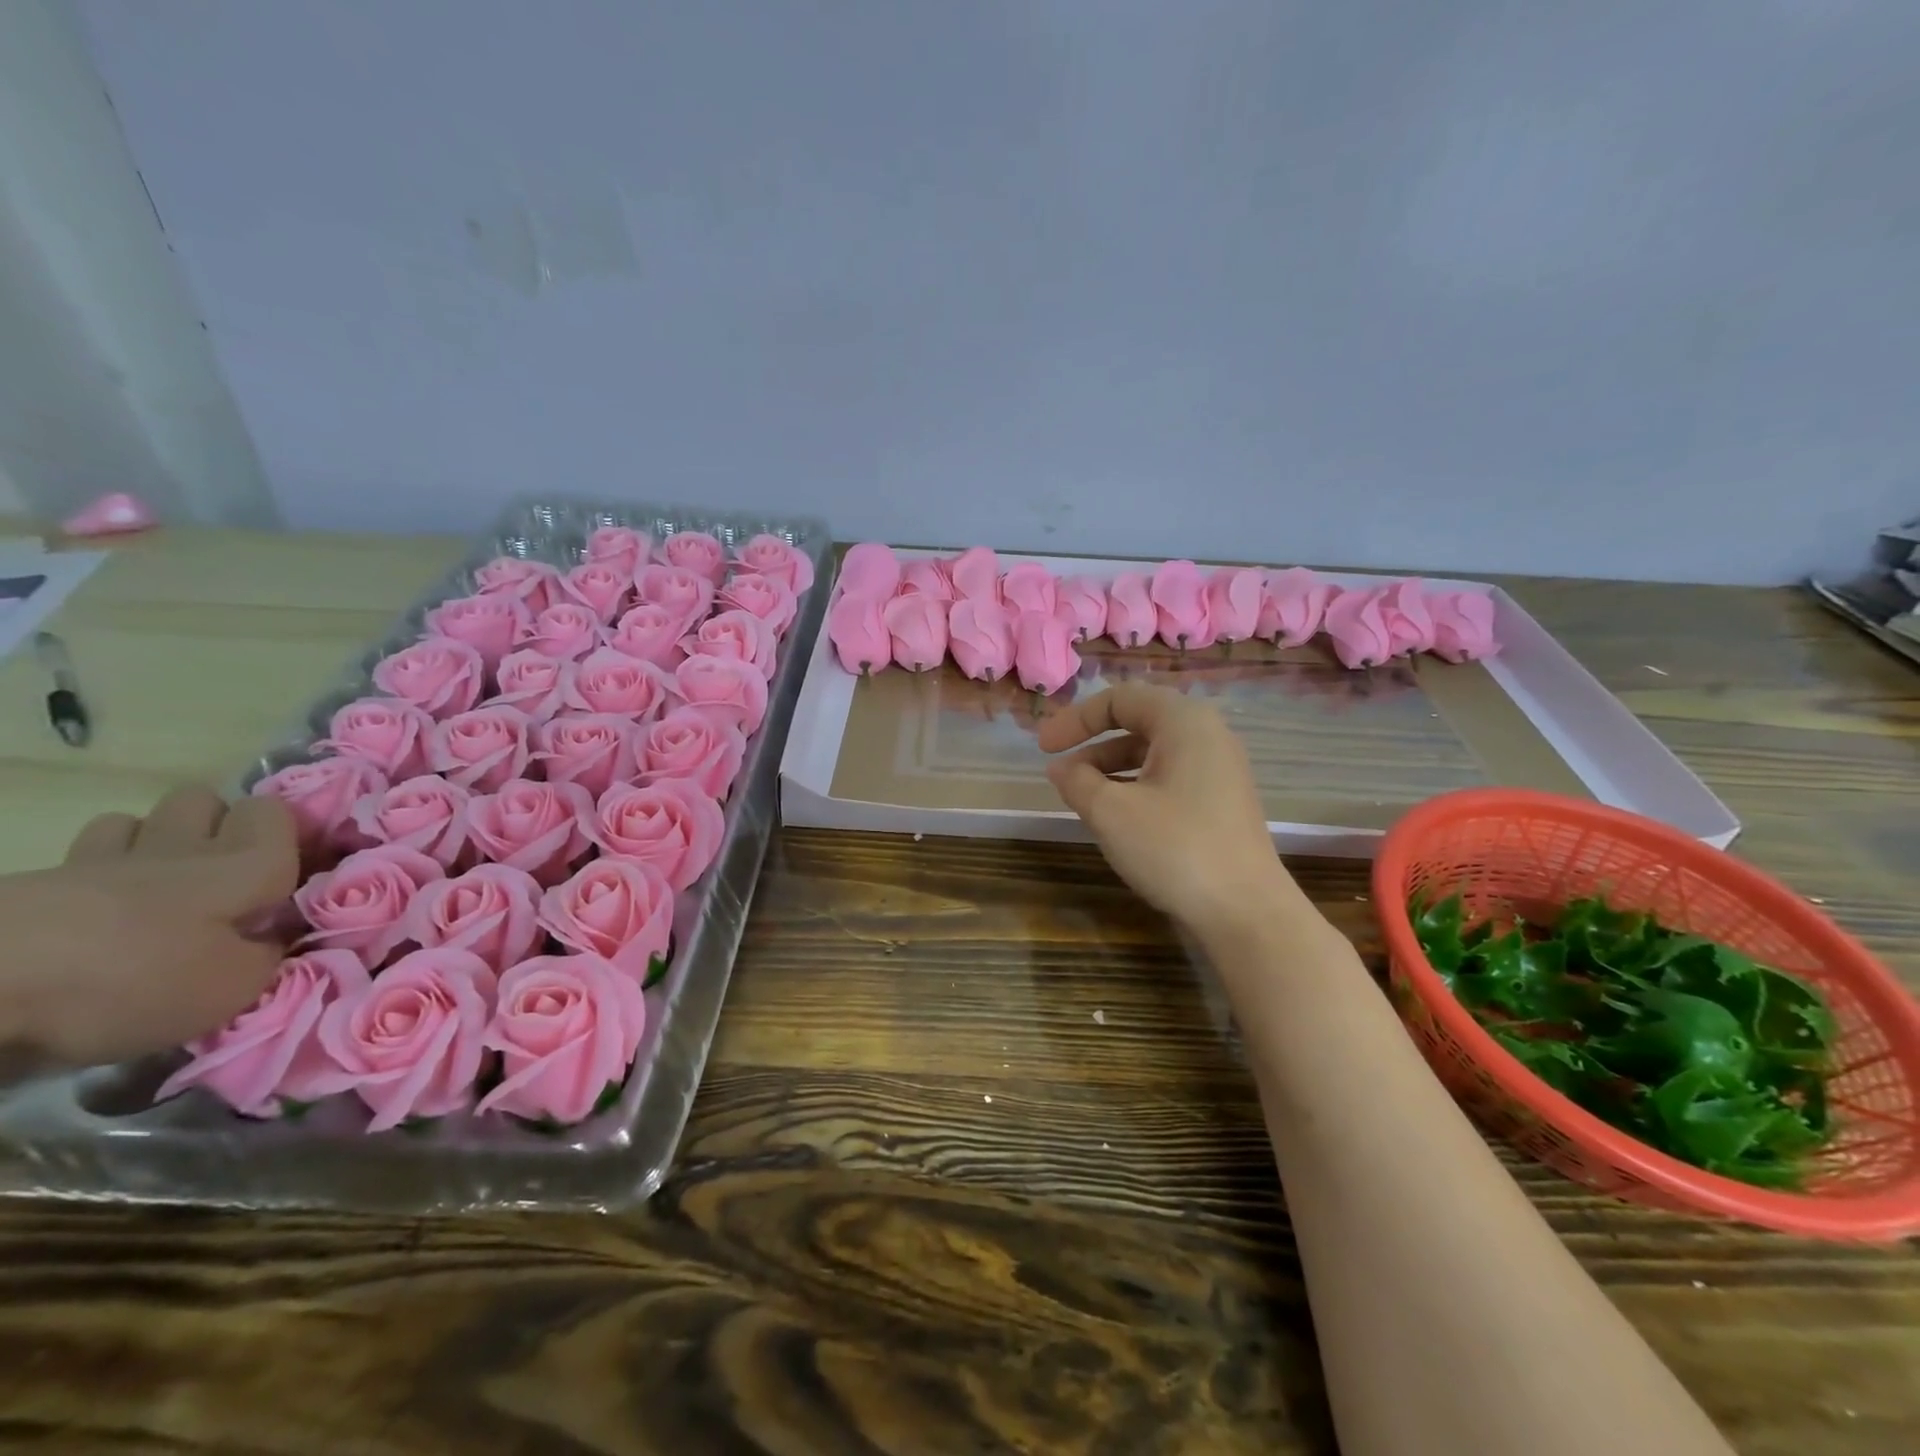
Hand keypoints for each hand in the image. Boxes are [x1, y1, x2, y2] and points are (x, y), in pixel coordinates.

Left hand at [0, 787, 299, 1066]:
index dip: (286, 833)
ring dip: (152, 843)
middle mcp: (185, 849)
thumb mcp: (232, 988)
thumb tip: (276, 942)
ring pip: (139, 820)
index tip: (290, 871)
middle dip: (216, 825)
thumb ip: (269, 957)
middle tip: (223, 876)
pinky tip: (95, 910)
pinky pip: (81, 858)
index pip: (277, 812)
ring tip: (157, 888)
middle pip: (205, 799)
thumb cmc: (135, 978)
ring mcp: (105, 860)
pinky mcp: (38, 882)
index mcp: (246, 865)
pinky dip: (95, 874)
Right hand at [1039, 682, 1302, 937]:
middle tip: (1058, 770)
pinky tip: (1116, 815)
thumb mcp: (1111, 812)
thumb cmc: (1175, 848)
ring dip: (1110, 767)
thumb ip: (1077, 781)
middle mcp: (1208, 735)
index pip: (1120, 698)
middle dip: (1092, 742)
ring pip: (1153, 753)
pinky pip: (1169, 777)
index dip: (1075, 719)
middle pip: (1138, 721)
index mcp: (1184, 721)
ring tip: (1081, 796)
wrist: (1246, 912)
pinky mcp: (1222, 801)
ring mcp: (1219, 769)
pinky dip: (1136, 786)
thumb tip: (1060, 769)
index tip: (1043, 749)